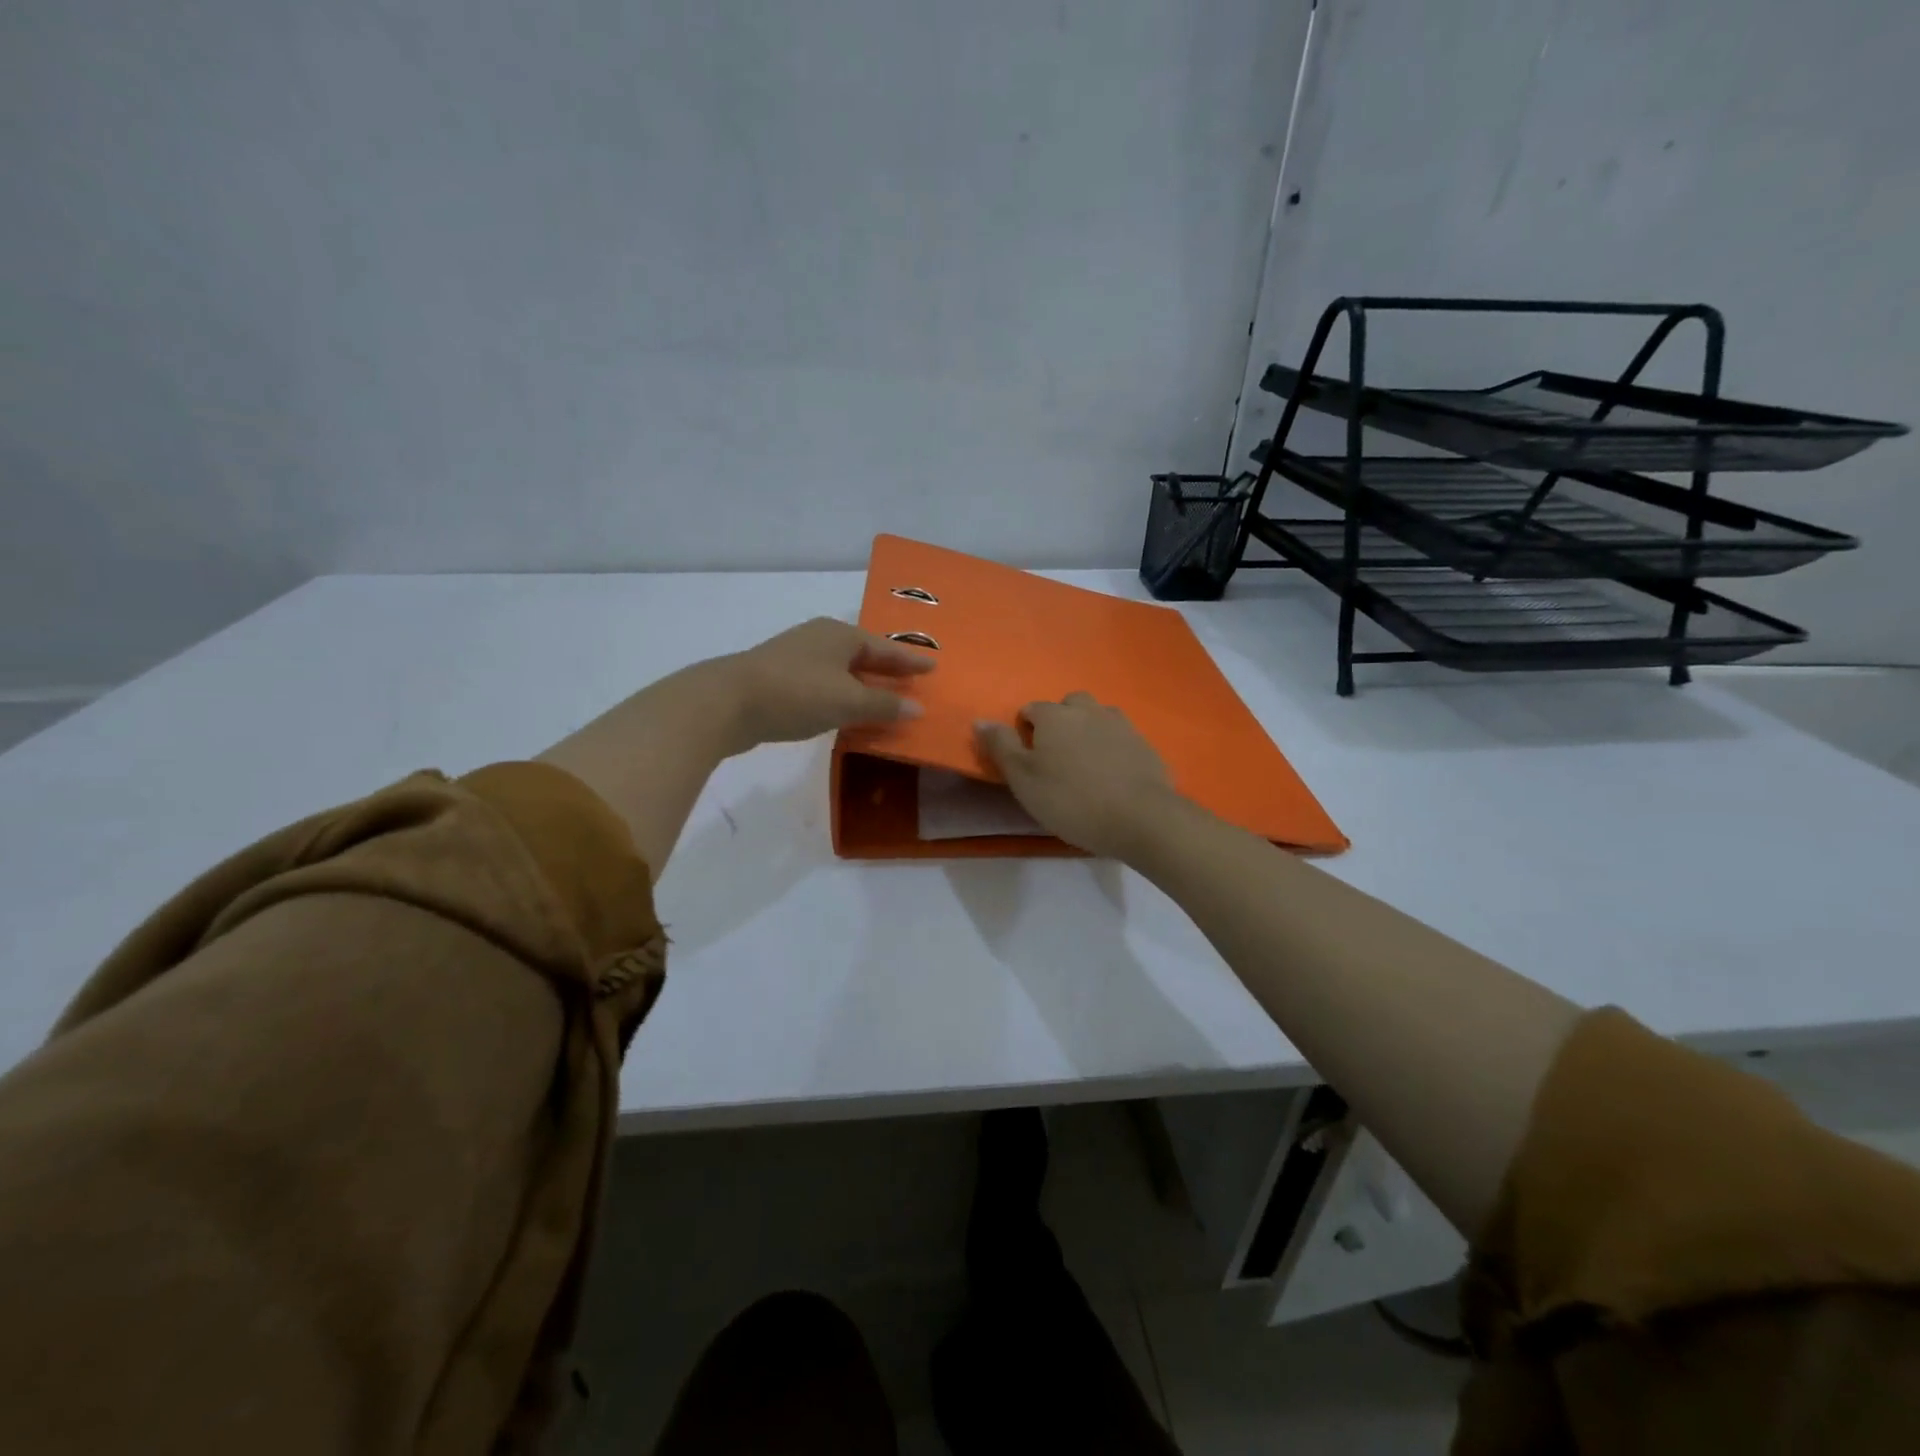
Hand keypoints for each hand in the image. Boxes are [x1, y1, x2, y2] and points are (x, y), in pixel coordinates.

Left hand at [727, 617, 934, 749]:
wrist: (727, 702)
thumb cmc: (796, 693)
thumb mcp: (847, 701)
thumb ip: (884, 705)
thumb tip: (918, 708)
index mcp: (841, 635)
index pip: (886, 648)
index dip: (910, 660)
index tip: (933, 666)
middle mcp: (820, 639)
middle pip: (863, 654)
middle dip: (887, 669)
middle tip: (912, 680)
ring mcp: (797, 657)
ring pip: (842, 669)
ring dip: (863, 684)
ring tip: (884, 698)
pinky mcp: (779, 678)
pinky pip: (824, 683)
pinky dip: (842, 694)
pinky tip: (845, 710)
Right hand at [974, 692, 1182, 859]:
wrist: (1141, 818)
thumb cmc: (1071, 799)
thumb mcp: (1023, 779)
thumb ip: (1000, 746)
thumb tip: (980, 720)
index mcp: (1055, 716)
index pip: (1031, 709)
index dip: (1024, 731)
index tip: (1027, 760)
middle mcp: (1089, 710)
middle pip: (1068, 705)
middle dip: (1060, 723)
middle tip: (1056, 759)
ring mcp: (1121, 725)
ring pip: (1097, 717)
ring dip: (1088, 731)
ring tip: (1085, 765)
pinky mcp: (1145, 745)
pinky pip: (1121, 738)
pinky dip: (1112, 749)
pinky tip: (1112, 776)